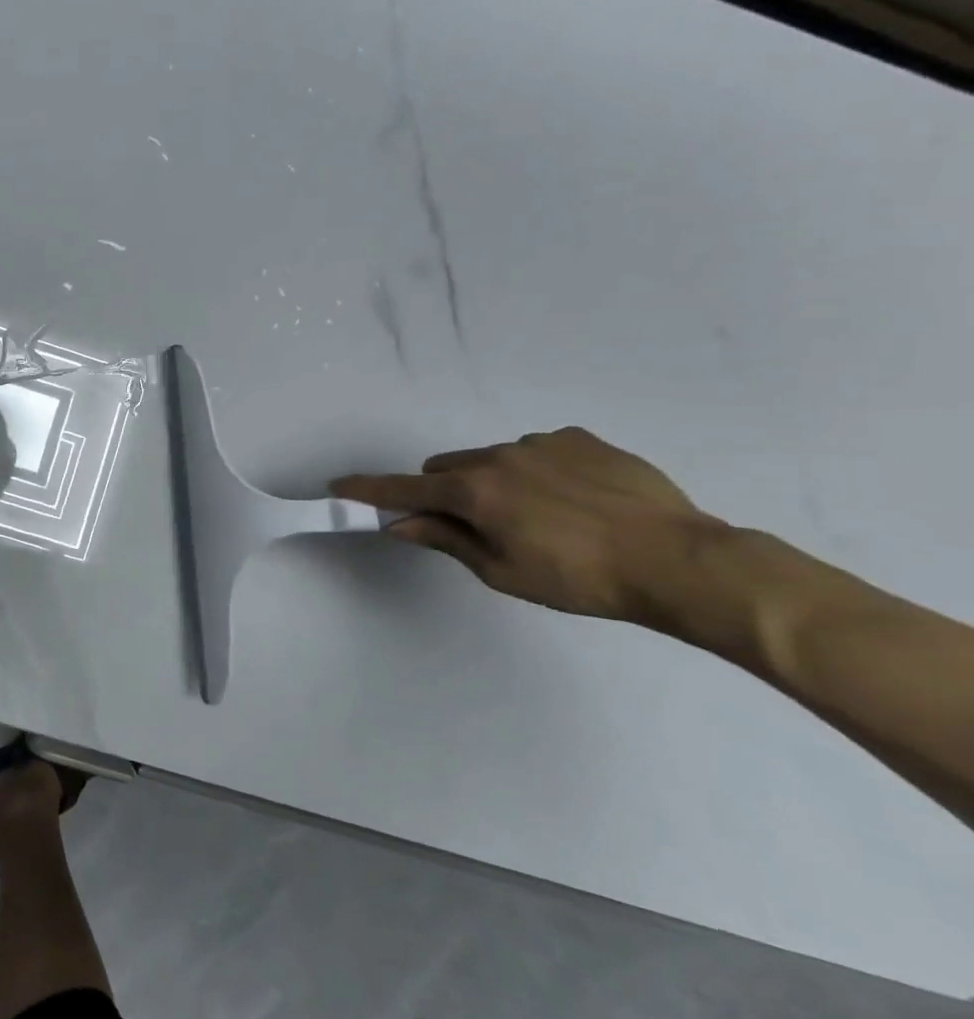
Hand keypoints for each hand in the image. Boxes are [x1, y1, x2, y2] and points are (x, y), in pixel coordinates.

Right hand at [333, 428, 720, 623]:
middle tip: (475, 527)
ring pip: (491, 459)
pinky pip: (537, 451)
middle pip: (445, 468)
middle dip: (444, 492)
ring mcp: (541, 443)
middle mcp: (497, 456)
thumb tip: (401, 523)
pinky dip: (536, 471)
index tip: (339, 485)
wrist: (678, 560)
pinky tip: (574, 501)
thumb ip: (446, 539)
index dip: (369, 490)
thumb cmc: (578, 578)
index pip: (404, 489)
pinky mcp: (581, 439)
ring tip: (541, 518)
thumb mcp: (501, 571)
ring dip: (492, 482)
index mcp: (474, 492)